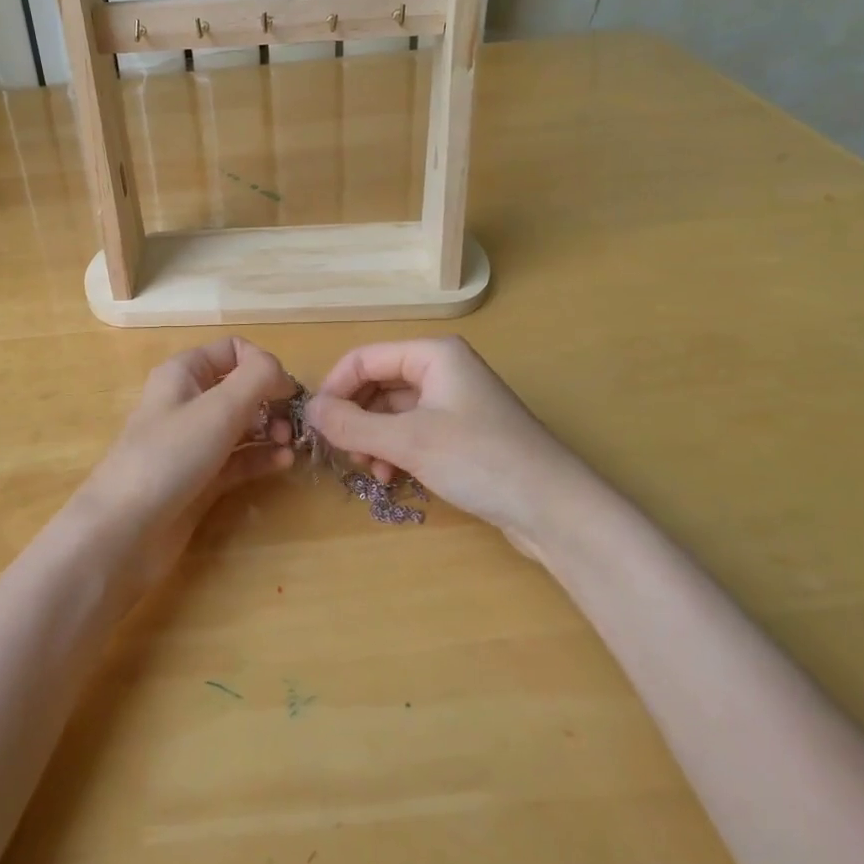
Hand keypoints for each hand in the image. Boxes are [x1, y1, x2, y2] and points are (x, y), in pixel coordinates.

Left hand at [70, 337, 296, 592]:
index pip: (232, 350)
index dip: (262, 364)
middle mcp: (188, 402)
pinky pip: (238, 460)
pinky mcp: (200, 479)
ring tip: (289, 445)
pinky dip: (261, 458)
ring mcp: (193, 443)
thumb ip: (258, 378)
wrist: (125, 530)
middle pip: (240, 388)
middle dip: (270, 401)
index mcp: (184, 373)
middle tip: (292, 424)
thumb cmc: (170, 454)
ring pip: (242, 426)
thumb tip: (281, 373)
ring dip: (270, 430)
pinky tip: (283, 464)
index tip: (285, 390)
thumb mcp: (219, 407)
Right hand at [306, 337, 589, 543]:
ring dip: (372, 439)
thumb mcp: (408, 441)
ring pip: (392, 412)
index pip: (364, 358)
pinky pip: (412, 432)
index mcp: (432, 355)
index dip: (335, 388)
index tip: (314, 425)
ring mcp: (454, 403)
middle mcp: (442, 370)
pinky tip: (391, 478)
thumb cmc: (480, 460)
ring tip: (369, 471)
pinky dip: (394, 451)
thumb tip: (307, 410)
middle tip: (342, 454)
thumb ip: (351, 425)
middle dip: (355, 418)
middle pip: (377, 384)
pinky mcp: (462, 434)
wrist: (556, 509)